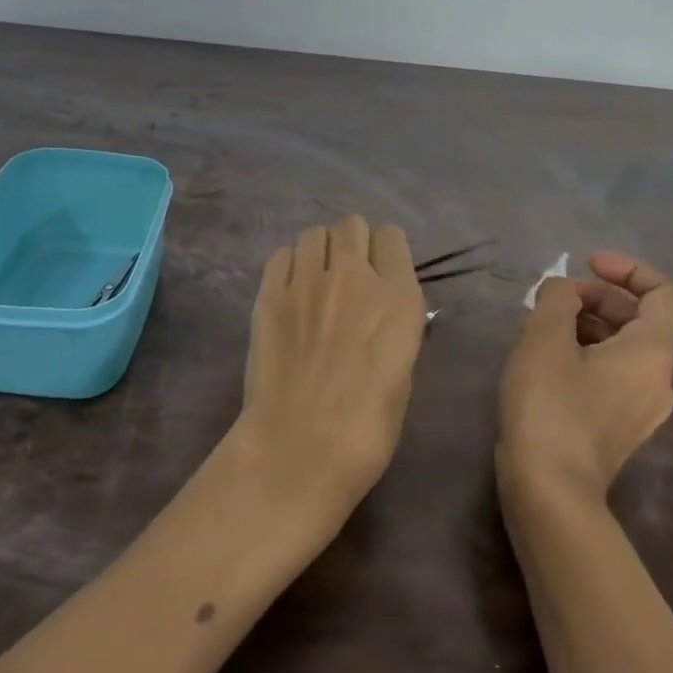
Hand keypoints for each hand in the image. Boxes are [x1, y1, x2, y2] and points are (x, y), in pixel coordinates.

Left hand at [234, 216, 427, 523]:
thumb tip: (383, 310)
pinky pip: (281, 254)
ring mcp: (307, 281)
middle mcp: (355, 277)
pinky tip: (289, 292)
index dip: (386, 252)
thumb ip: (395, 328)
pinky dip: (289, 265)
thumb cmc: (366, 427)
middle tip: (347, 275)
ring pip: (315, 234)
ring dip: (320, 251)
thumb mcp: (403, 373)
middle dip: (353, 243)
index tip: (381, 272)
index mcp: (398, 298)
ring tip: (315, 282)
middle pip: (353, 225)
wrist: (300, 447)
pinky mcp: (269, 293)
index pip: (392, 237)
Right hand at [497, 250, 672, 502]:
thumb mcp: (543, 339)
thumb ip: (556, 299)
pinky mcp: (620, 427)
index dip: (628, 268)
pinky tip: (547, 361)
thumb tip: (564, 291)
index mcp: (649, 352)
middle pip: (639, 319)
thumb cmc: (550, 406)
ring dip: (587, 324)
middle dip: (596, 297)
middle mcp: (658, 379)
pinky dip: (587, 353)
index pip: (662, 293)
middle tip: (551, 299)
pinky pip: (613, 374)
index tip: (586, 264)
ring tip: (542, 327)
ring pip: (623, 348)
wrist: (550, 490)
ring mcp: (642, 408)